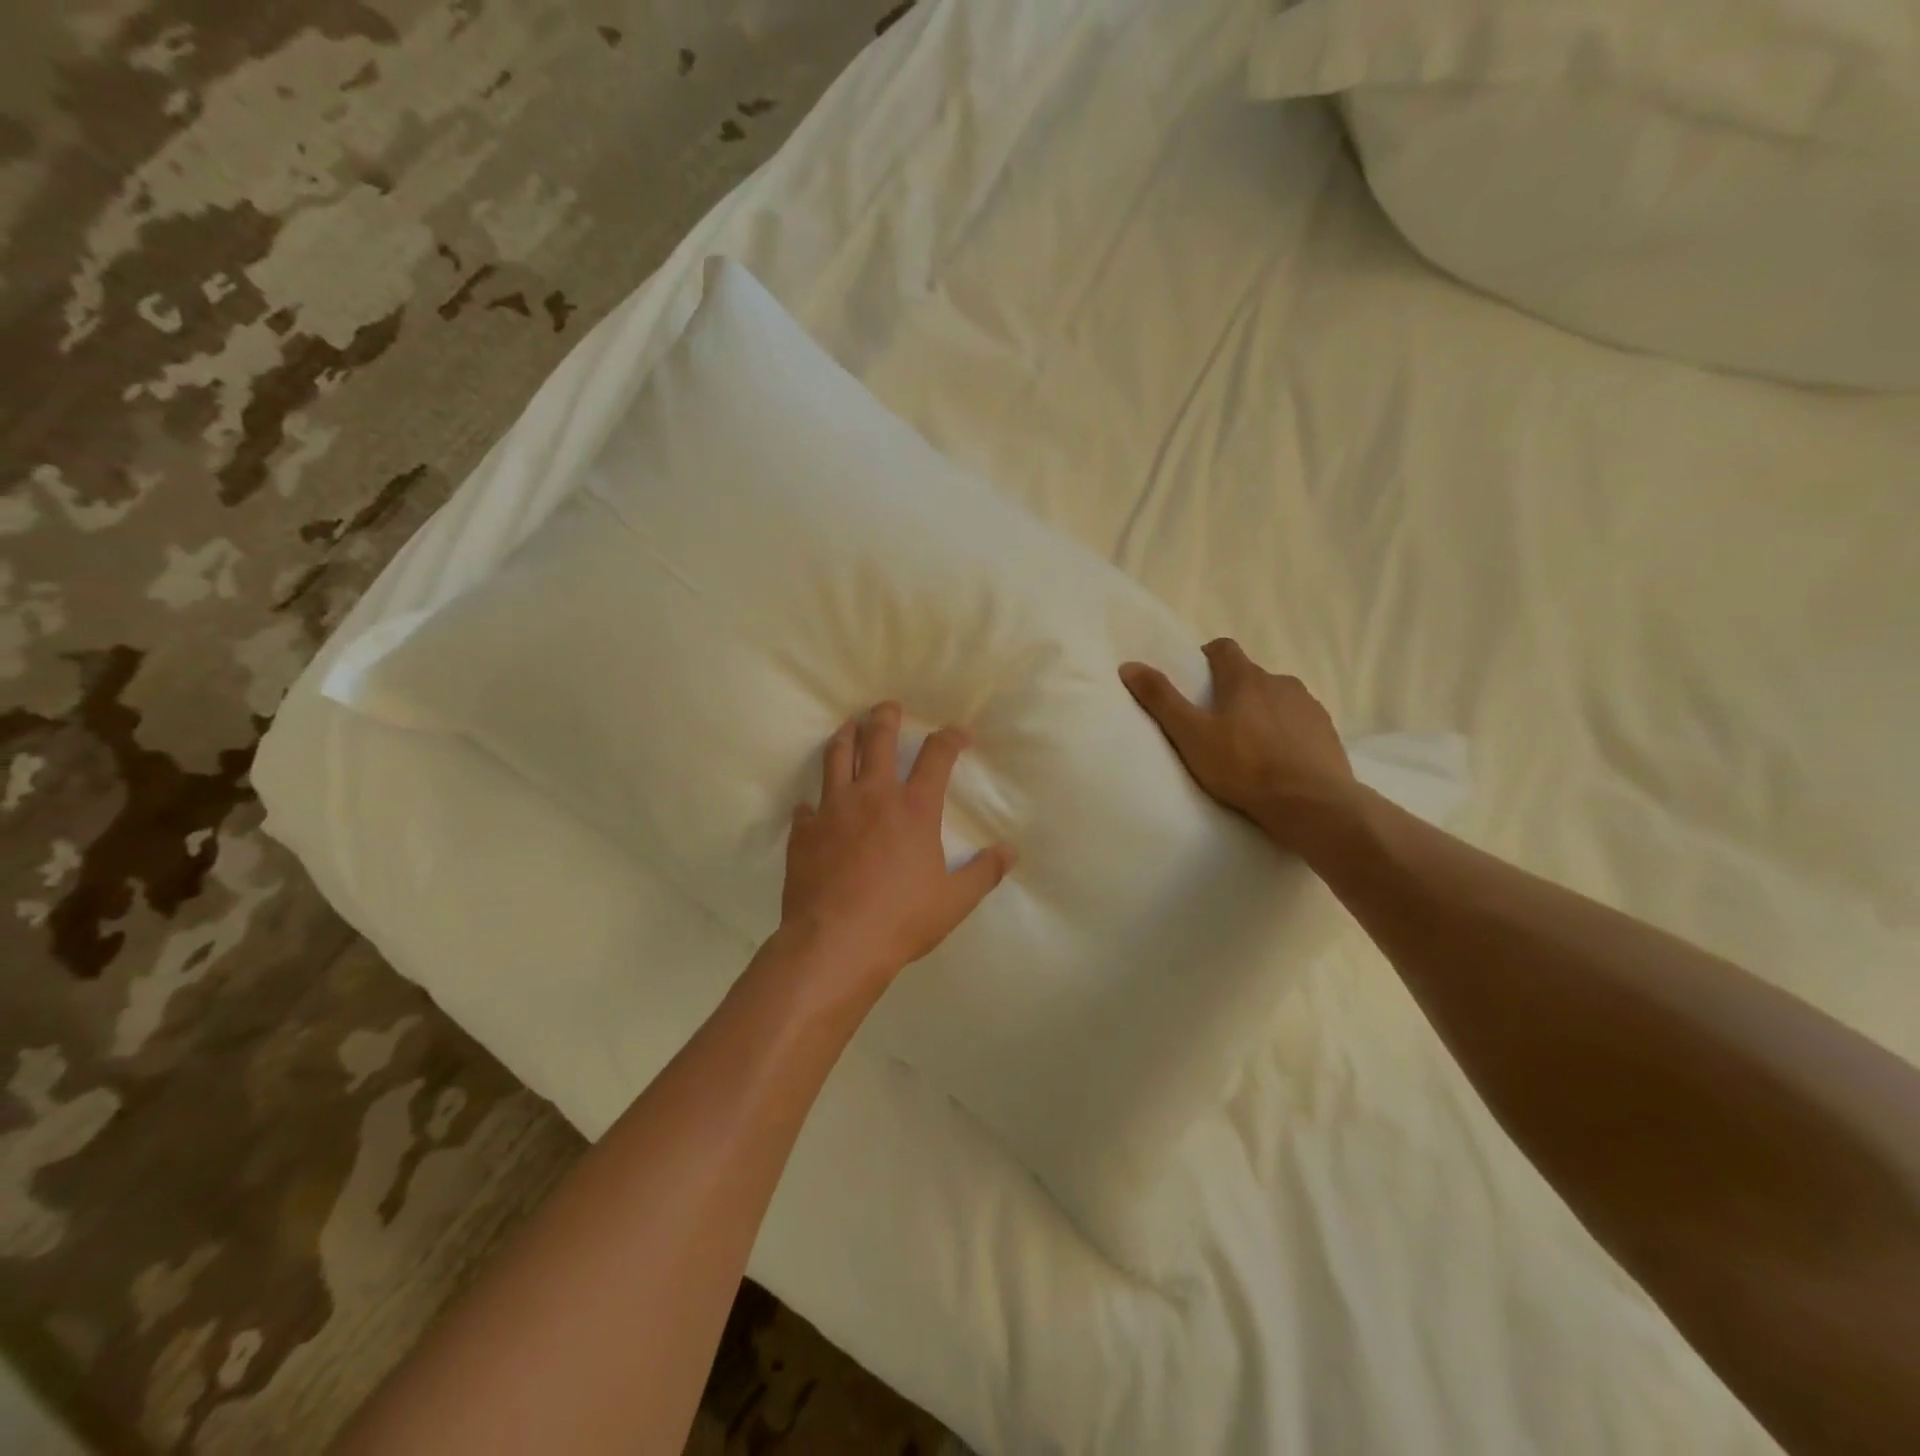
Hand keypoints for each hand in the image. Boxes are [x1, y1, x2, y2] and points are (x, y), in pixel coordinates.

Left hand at [778, 703, 1016, 1000]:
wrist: (835, 942)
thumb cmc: (901, 919)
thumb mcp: (953, 901)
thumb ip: (983, 873)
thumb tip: (1009, 852)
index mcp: (914, 808)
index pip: (936, 757)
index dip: (950, 738)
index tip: (958, 731)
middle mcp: (873, 796)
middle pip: (878, 740)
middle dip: (885, 717)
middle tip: (887, 706)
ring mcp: (833, 809)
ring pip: (837, 758)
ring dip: (845, 737)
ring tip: (848, 726)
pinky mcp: (804, 831)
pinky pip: (807, 806)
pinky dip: (813, 801)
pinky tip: (812, 804)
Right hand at [1120, 639, 1358, 856]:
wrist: (1312, 804)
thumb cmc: (1244, 767)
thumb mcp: (1191, 736)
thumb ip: (1161, 700)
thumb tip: (1129, 665)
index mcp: (1245, 678)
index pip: (1223, 648)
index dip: (1207, 658)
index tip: (1196, 680)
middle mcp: (1281, 682)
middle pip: (1250, 676)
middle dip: (1232, 692)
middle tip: (1214, 723)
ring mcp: (1309, 707)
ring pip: (1277, 700)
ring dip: (1262, 712)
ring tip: (1247, 747)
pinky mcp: (1327, 733)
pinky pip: (1299, 724)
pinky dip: (1286, 734)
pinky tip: (1278, 762)